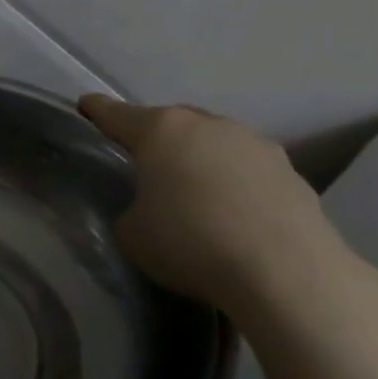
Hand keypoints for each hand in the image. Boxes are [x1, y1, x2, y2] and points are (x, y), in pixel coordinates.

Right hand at [78, 96, 356, 317]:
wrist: (286, 272)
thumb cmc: (192, 244)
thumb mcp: (133, 234)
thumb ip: (131, 210)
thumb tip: (149, 208)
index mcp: (160, 131)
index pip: (115, 114)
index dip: (97, 111)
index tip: (86, 106)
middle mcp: (207, 125)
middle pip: (169, 123)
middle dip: (154, 139)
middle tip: (144, 164)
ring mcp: (254, 143)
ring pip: (213, 142)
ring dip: (199, 159)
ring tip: (193, 193)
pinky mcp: (290, 171)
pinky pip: (246, 169)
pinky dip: (234, 183)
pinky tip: (233, 215)